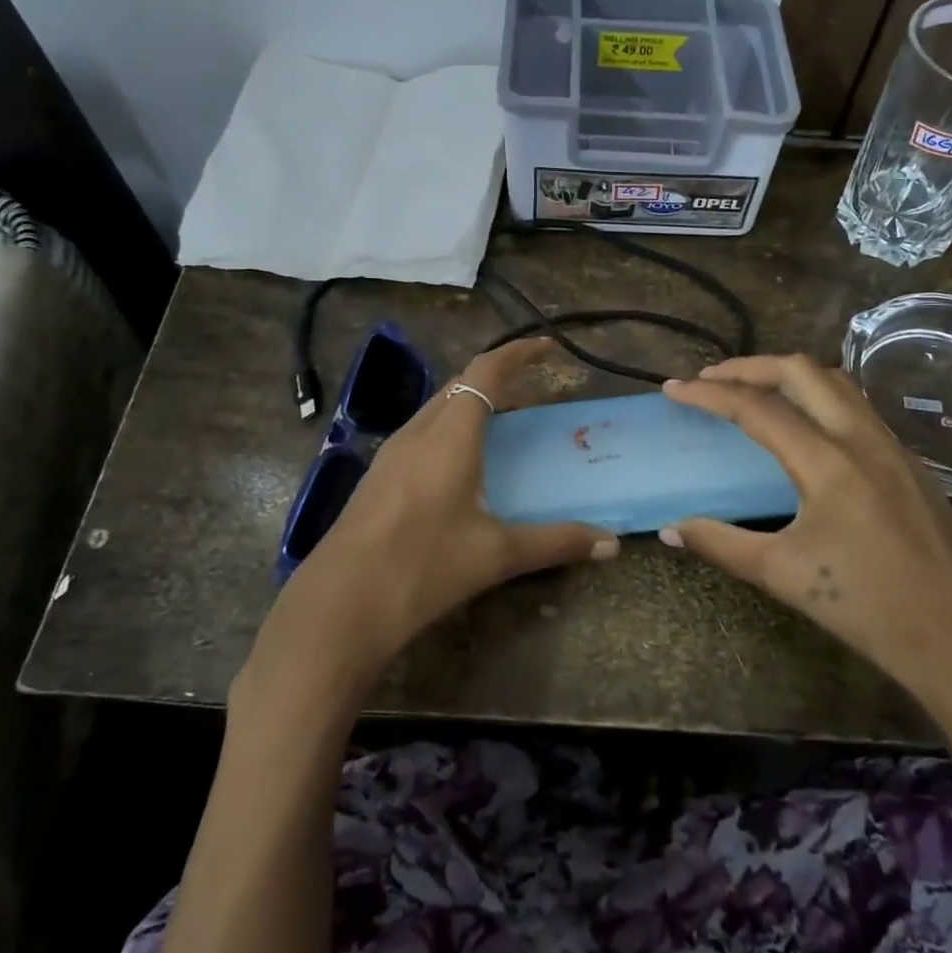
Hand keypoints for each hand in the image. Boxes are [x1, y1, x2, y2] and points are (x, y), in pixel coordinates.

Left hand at [260, 338, 618, 684]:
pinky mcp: (377, 478)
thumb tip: (612, 544)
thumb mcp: (496, 555)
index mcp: (450, 436)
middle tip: (530, 386)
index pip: (486, 371)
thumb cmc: (423, 567)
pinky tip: (460, 466)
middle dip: (496, 376)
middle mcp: (417, 433)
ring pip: (437, 409)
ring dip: (469, 402)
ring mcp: (391, 455)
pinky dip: (450, 430)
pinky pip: (421, 434)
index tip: (549, 347)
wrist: (339, 605)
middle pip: (459, 384)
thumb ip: (556, 543)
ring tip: (501, 422)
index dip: (518, 352)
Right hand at [661, 355, 951, 731]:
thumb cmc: (868, 609)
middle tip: (711, 380)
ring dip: (789, 376)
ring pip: (837, 383)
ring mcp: (894, 447)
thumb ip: (721, 544)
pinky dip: (821, 398)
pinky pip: (859, 408)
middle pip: (801, 371)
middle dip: (750, 367)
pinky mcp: (912, 464)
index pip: (756, 408)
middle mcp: (862, 438)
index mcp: (827, 461)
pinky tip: (808, 428)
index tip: (673, 389)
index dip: (709, 395)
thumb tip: (670, 530)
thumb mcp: (784, 575)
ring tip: (755, 392)